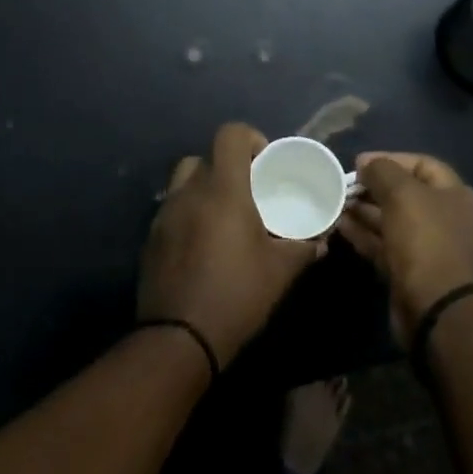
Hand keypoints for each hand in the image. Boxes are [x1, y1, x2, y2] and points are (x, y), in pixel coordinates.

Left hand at [138, 123, 323, 367]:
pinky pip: (172, 210)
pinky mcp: (151, 238)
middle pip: (206, 157)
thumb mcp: (280, 271)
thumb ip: (303, 248)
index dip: (250, 139)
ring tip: (226, 216)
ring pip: (185, 182)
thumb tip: (321, 240)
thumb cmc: (236, 295)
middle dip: (229, 167)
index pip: (230, 135)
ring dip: (206, 188)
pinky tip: (205, 244)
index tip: (266, 164)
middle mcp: (189, 192)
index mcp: (223, 190)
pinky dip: (190, 214)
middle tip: (250, 194)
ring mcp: (165, 214)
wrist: (178, 338)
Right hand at [337, 151, 472, 345]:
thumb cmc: (424, 239)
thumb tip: (366, 164)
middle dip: (373, 187)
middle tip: (343, 184)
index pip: (421, 165)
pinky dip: (363, 233)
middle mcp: (444, 218)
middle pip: (404, 193)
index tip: (359, 162)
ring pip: (390, 220)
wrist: (433, 306)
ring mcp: (427, 246)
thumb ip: (382, 171)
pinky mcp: (408, 270)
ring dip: (363, 210)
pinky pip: (383, 244)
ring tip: (335, 202)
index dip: (390, 159)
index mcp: (455, 195)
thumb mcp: (403, 193)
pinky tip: (340, 225)